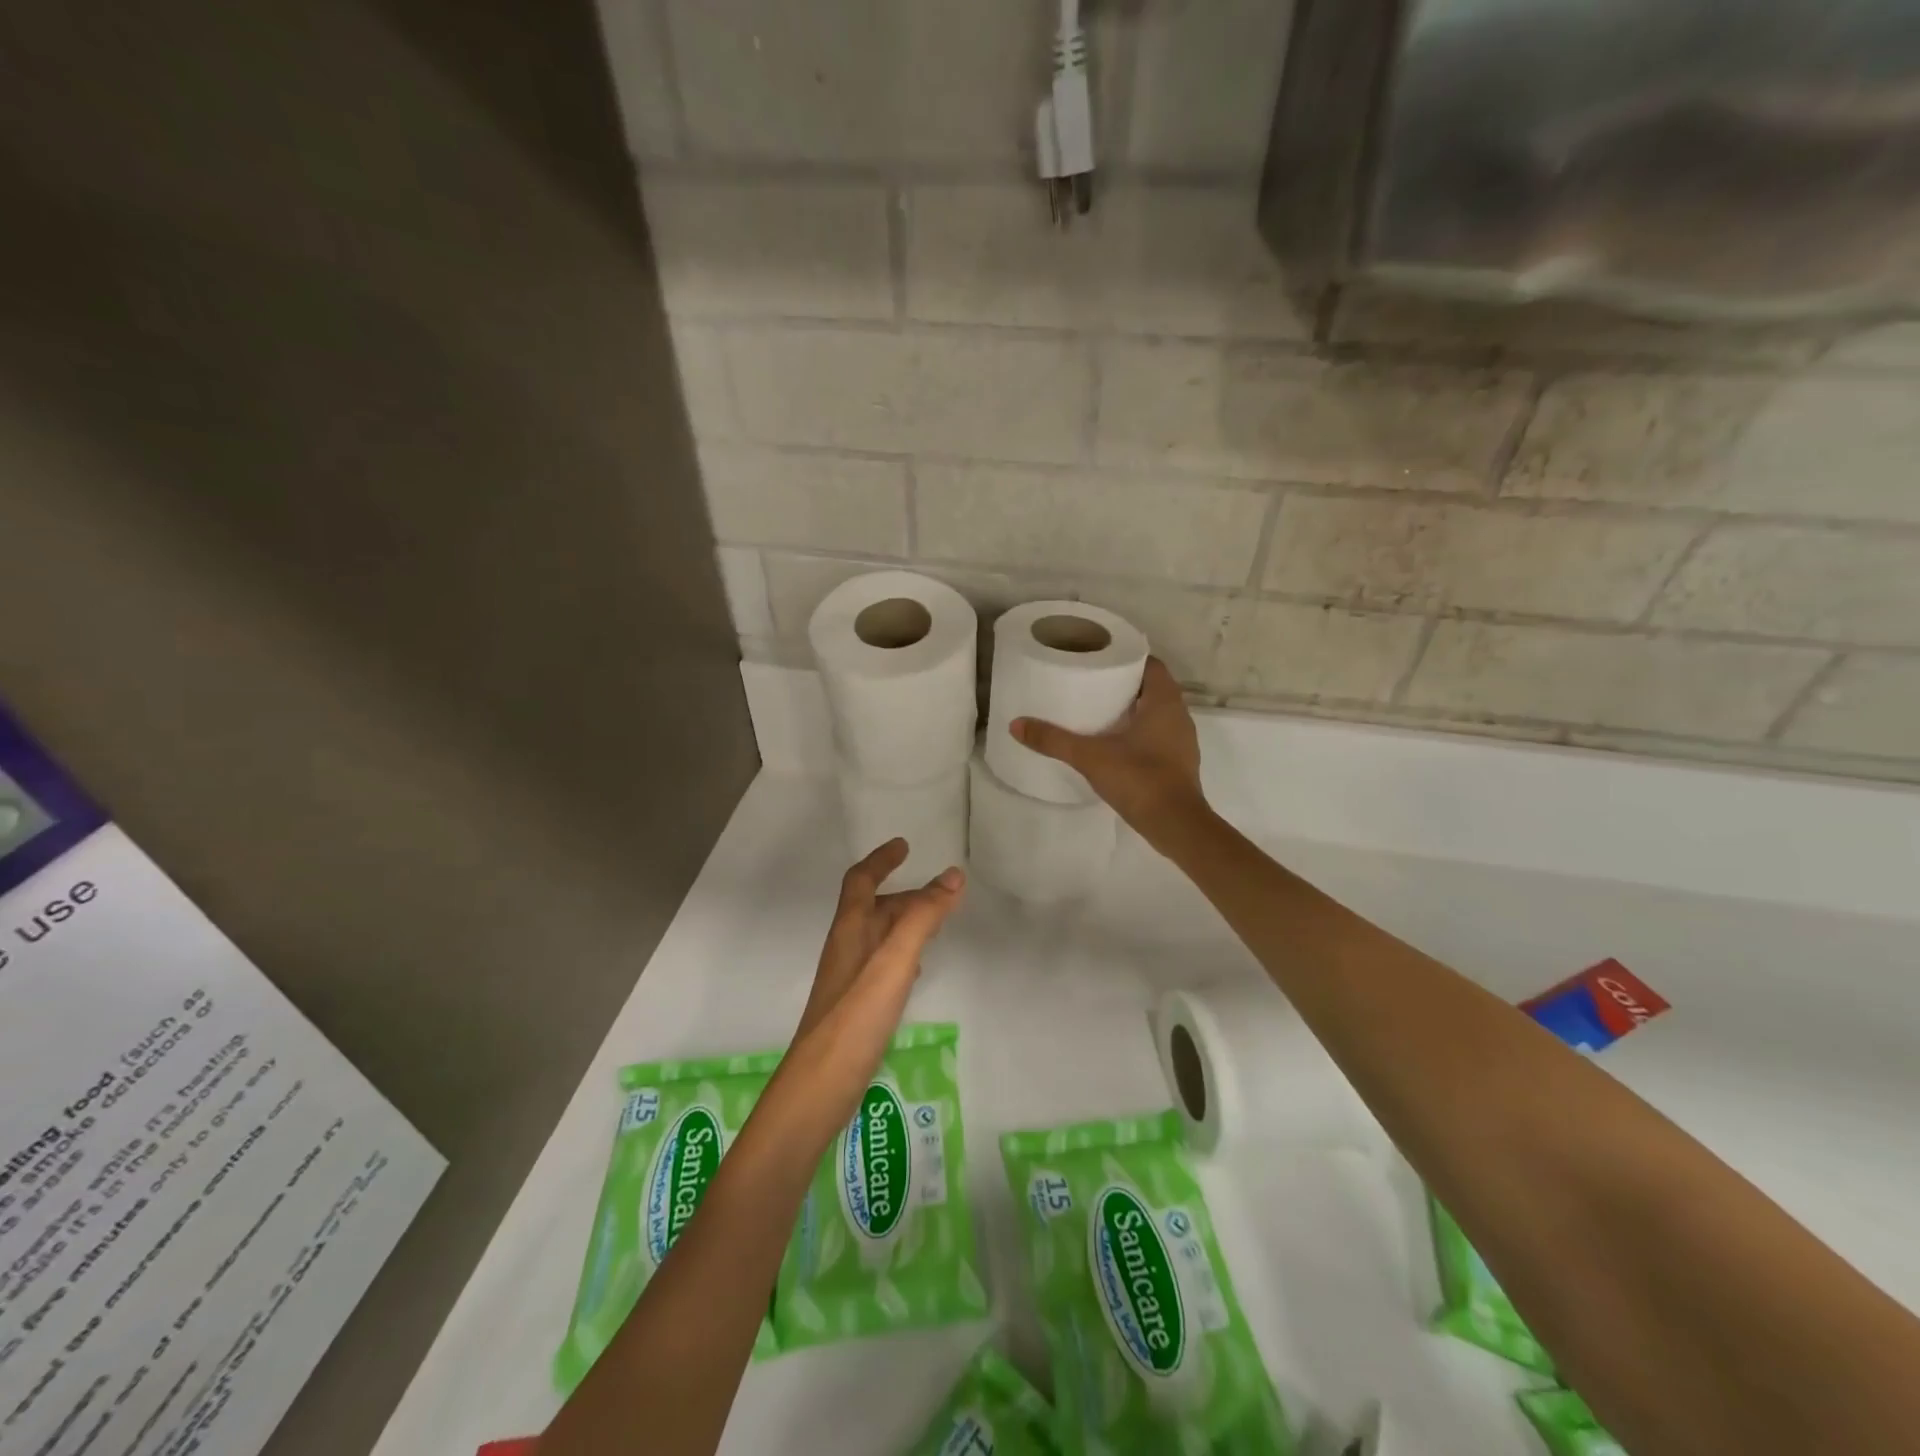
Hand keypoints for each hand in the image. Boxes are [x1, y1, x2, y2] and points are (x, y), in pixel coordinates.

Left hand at [775, 840, 964, 1135]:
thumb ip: (923, 917)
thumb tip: (952, 875)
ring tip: (936, 924)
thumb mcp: (895, 960)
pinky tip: (916, 971)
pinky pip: (882, 964)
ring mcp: (849, 978)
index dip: (881, 860)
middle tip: (940, 893)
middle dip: (904, 894)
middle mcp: (847, 947)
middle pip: (873, 907)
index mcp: (850, 929)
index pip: (861, 881)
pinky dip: (903, 954)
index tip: (904, 845)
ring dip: (905, 922)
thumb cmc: (856, 1015)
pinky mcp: (856, 1005)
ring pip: (879, 936)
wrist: (820, 1084)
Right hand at [1011, 656, 1208, 852]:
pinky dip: (1139, 733)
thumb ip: (1053, 740)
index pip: (1151, 664)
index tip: (1101, 660)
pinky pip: (1159, 736)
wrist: (1175, 825)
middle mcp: (1179, 715)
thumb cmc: (1139, 778)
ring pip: (1157, 713)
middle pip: (1152, 688)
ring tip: (1099, 711)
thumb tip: (1016, 725)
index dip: (1128, 659)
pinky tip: (1115, 744)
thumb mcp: (1090, 756)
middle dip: (1125, 684)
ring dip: (1133, 710)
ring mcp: (1182, 741)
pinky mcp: (1179, 763)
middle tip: (1092, 684)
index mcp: (1164, 701)